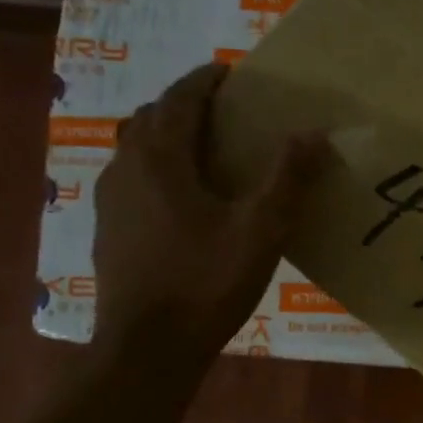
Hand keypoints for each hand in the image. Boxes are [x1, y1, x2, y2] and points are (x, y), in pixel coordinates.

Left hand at [93, 63, 324, 352]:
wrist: (147, 348)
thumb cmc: (206, 282)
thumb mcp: (261, 230)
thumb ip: (287, 178)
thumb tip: (314, 133)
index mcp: (160, 158)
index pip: (180, 98)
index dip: (206, 81)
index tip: (231, 74)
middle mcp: (125, 168)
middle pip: (153, 118)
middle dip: (186, 106)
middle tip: (224, 113)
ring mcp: (109, 201)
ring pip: (137, 149)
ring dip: (169, 138)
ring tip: (206, 153)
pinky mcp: (108, 230)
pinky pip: (132, 180)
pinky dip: (158, 170)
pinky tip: (183, 200)